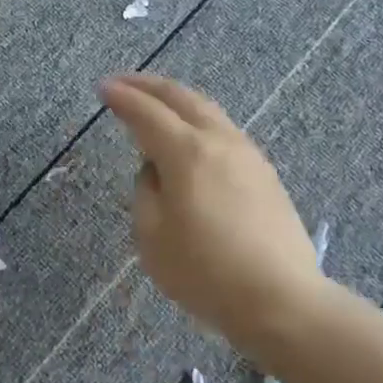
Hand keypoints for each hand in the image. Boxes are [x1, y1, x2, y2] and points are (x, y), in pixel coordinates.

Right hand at [99, 74, 323, 351]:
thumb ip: (146, 191)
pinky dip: (198, 120)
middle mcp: (219, 141)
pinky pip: (223, 130)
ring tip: (156, 103)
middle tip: (123, 83)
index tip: (102, 88)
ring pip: (208, 110)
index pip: (146, 112)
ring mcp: (248, 154)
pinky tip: (192, 135)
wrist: (281, 300)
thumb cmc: (205, 272)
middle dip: (148, 85)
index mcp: (186, 152)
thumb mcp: (152, 236)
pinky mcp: (265, 173)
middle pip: (181, 98)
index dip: (121, 98)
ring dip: (177, 99)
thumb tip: (156, 170)